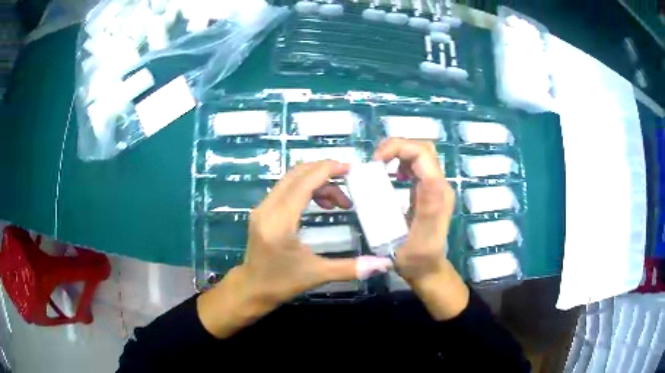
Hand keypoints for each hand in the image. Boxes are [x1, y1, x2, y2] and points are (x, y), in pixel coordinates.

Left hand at [198, 161, 392, 337]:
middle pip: (296, 174)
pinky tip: (322, 204)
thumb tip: (383, 264)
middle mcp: (267, 208)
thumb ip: (351, 268)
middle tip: (349, 179)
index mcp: (280, 222)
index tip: (351, 168)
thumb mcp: (317, 275)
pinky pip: (285, 188)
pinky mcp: (262, 210)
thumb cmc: (281, 283)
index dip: (328, 170)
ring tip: (339, 202)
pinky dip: (306, 188)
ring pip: (291, 179)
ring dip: (317, 182)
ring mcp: (262, 207)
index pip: (304, 183)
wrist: (251, 288)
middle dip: (325, 172)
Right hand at [374, 138, 468, 319]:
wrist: (429, 269)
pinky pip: (420, 165)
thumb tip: (399, 182)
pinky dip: (403, 161)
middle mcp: (441, 186)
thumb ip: (409, 212)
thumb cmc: (416, 260)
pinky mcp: (432, 191)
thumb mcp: (409, 241)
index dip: (398, 148)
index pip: (422, 154)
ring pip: (422, 153)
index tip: (376, 162)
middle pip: (424, 148)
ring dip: (400, 152)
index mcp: (436, 195)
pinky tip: (393, 175)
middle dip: (398, 146)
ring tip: (382, 165)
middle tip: (377, 161)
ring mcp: (438, 188)